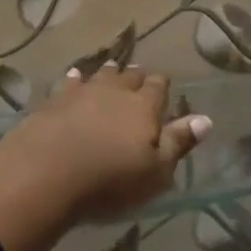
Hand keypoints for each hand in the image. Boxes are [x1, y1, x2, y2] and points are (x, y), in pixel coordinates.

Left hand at [0, 63, 212, 223]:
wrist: (45, 172)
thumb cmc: (109, 179)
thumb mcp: (155, 172)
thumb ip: (179, 143)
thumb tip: (205, 119)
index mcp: (144, 106)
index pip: (158, 86)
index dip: (161, 86)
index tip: (163, 87)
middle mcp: (116, 90)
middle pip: (130, 75)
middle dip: (136, 77)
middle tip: (138, 78)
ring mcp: (83, 91)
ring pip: (101, 74)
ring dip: (109, 73)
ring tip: (112, 71)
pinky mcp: (54, 100)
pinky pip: (70, 82)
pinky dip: (75, 79)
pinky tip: (74, 77)